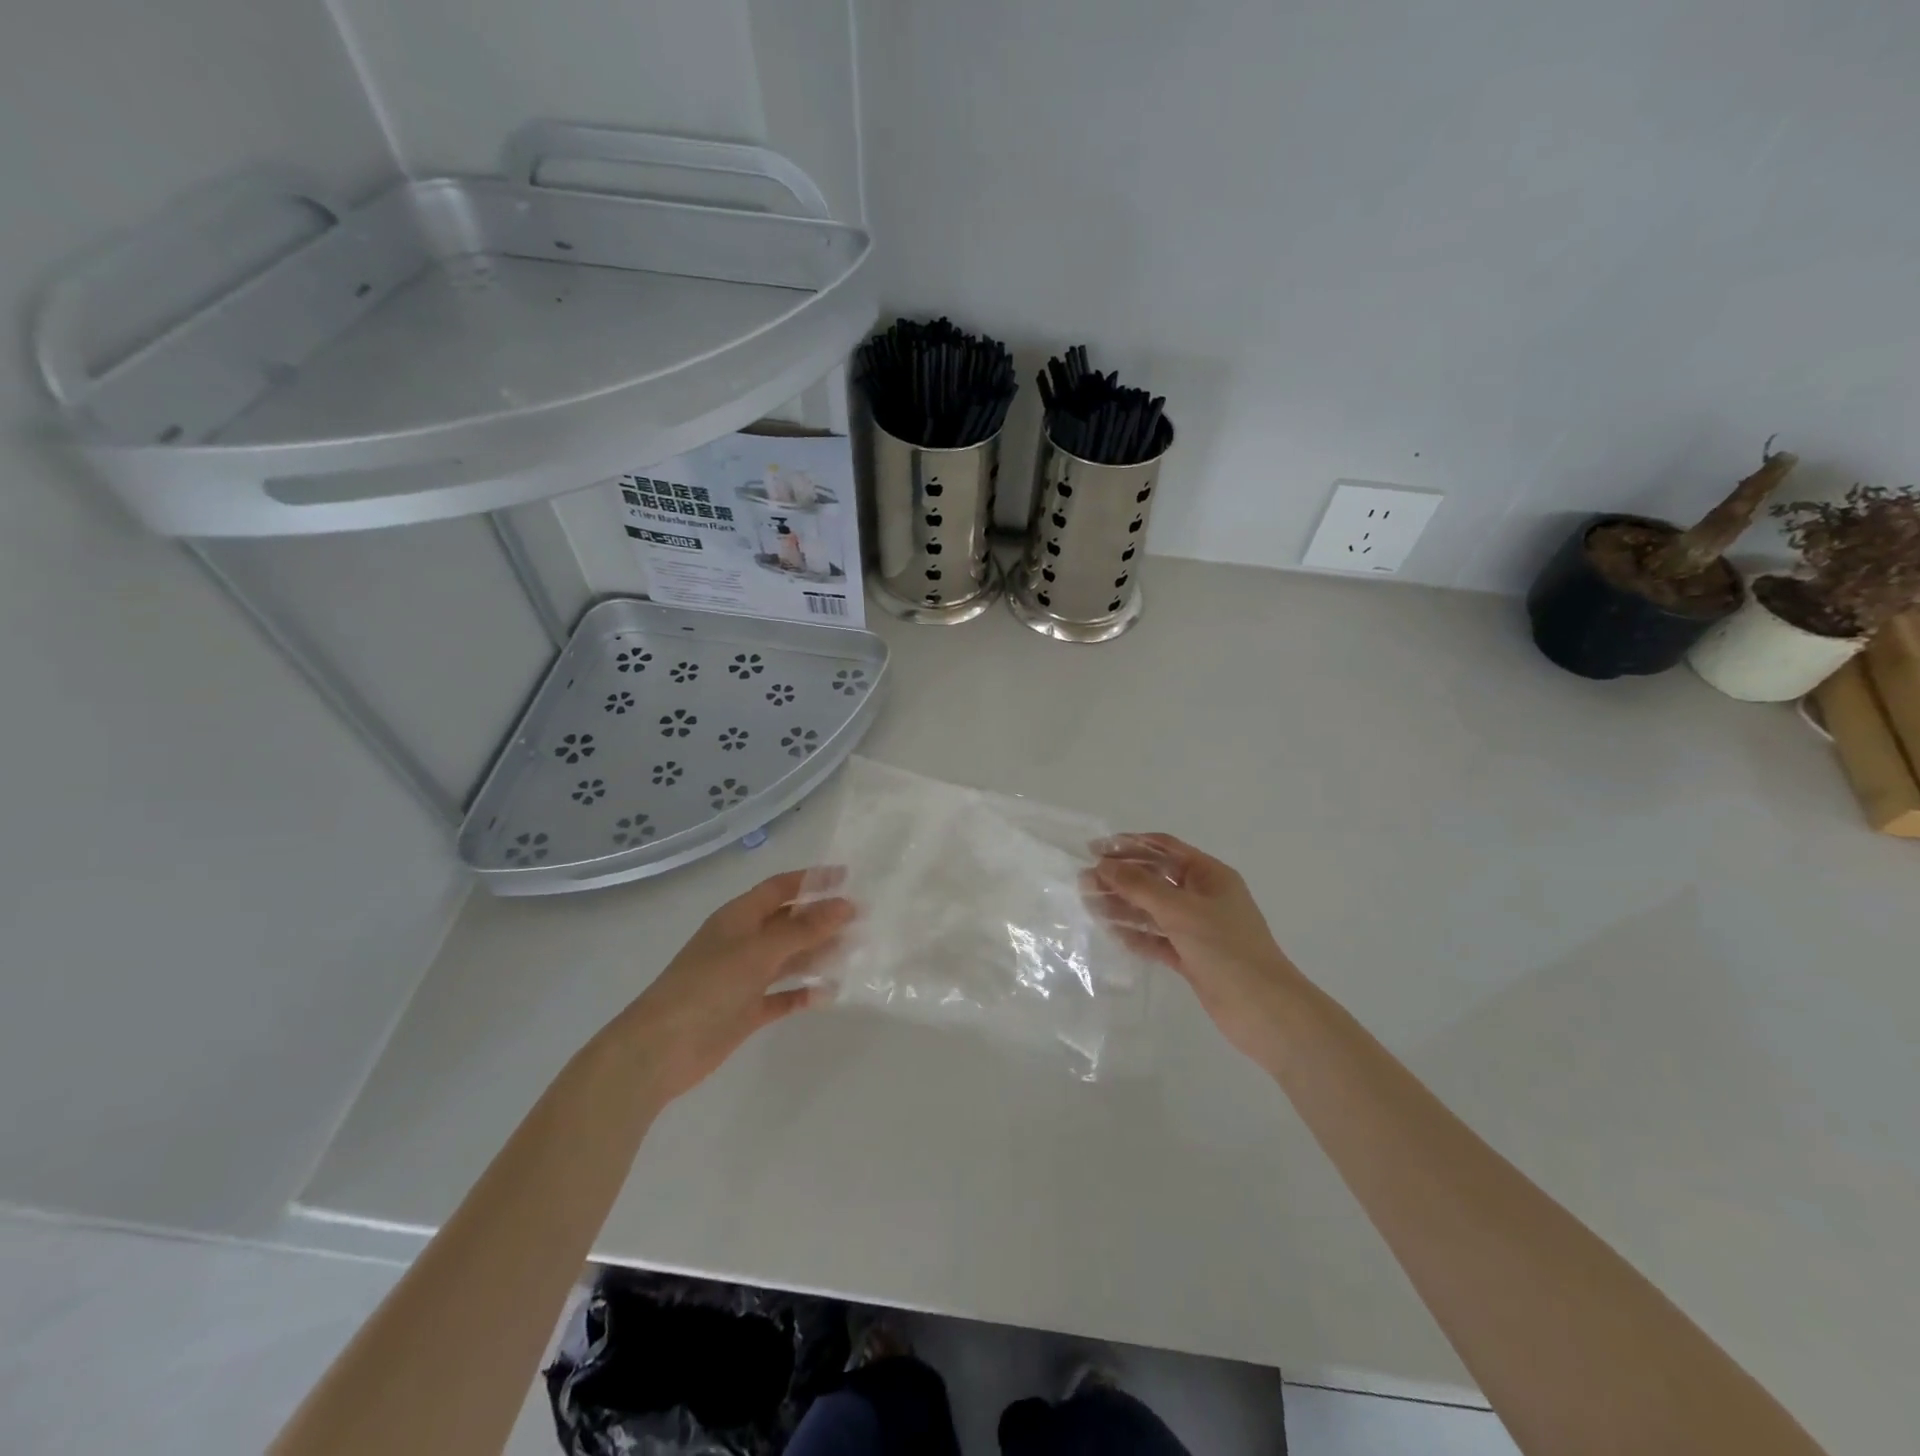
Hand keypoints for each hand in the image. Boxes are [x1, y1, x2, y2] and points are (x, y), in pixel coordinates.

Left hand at [607, 868, 853, 1102]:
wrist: (660, 1049)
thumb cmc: (708, 986)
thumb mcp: (759, 951)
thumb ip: (803, 928)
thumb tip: (845, 905)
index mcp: (739, 917)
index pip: (781, 888)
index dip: (812, 880)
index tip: (848, 877)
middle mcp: (743, 942)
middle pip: (789, 923)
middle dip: (822, 919)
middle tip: (862, 920)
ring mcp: (744, 978)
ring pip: (789, 959)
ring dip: (819, 954)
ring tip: (856, 953)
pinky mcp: (746, 1011)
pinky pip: (783, 996)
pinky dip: (804, 993)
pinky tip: (830, 994)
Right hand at [1090, 834, 1305, 1067]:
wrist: (1265, 1011)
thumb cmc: (1226, 949)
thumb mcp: (1180, 911)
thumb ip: (1139, 886)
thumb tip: (1103, 865)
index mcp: (1210, 875)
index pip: (1164, 848)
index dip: (1129, 845)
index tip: (1094, 850)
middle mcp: (1204, 897)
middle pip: (1156, 878)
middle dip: (1121, 878)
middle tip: (1085, 882)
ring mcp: (1198, 929)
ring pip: (1154, 910)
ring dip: (1124, 906)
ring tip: (1090, 906)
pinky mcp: (1192, 957)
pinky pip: (1158, 939)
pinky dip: (1137, 935)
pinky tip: (1112, 934)